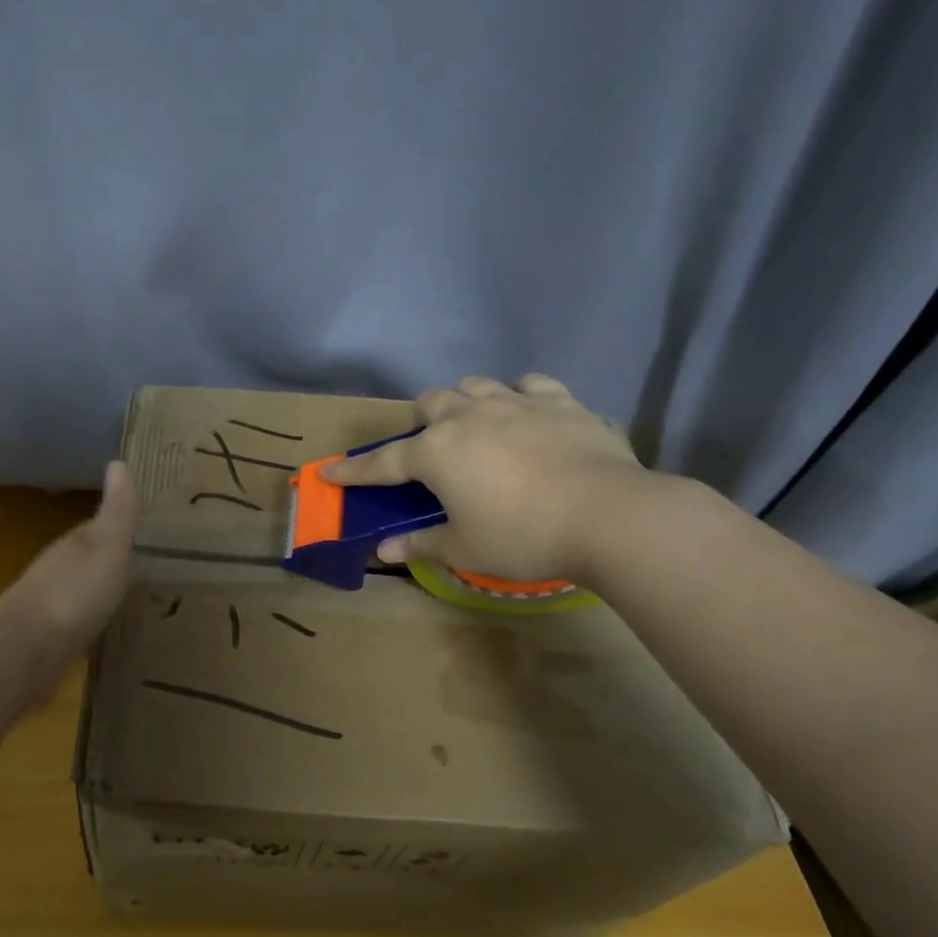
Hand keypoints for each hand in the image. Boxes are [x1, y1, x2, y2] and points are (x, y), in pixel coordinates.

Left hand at [0, 460, 138, 652]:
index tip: (141, 531)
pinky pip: (74, 624)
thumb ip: (117, 512)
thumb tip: (118, 461)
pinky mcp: (47, 640)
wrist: (27, 649)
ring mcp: (49, 606)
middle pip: (86, 560)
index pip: (97, 529)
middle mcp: (58, 571)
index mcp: (74, 545)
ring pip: (79, 592)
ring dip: (97, 592)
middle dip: (108, 561)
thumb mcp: (107, 547)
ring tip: (126, 600)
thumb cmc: (74, 592)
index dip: (118, 528)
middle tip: (140, 567)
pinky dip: (87, 623)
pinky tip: (100, 632)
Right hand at [324, 374, 649, 583]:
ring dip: (465, 402)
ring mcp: (516, 403)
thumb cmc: (523, 535)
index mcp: (437, 452)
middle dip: (421, 424)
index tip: (329, 473)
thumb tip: (385, 551)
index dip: (354, 472)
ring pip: (475, 385)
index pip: (383, 463)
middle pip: (430, 404)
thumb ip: (421, 544)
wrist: (608, 515)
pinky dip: (520, 396)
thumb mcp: (464, 548)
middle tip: (430, 451)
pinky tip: (526, 412)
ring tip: (474, 424)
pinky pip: (530, 385)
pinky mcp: (560, 401)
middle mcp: (468, 417)